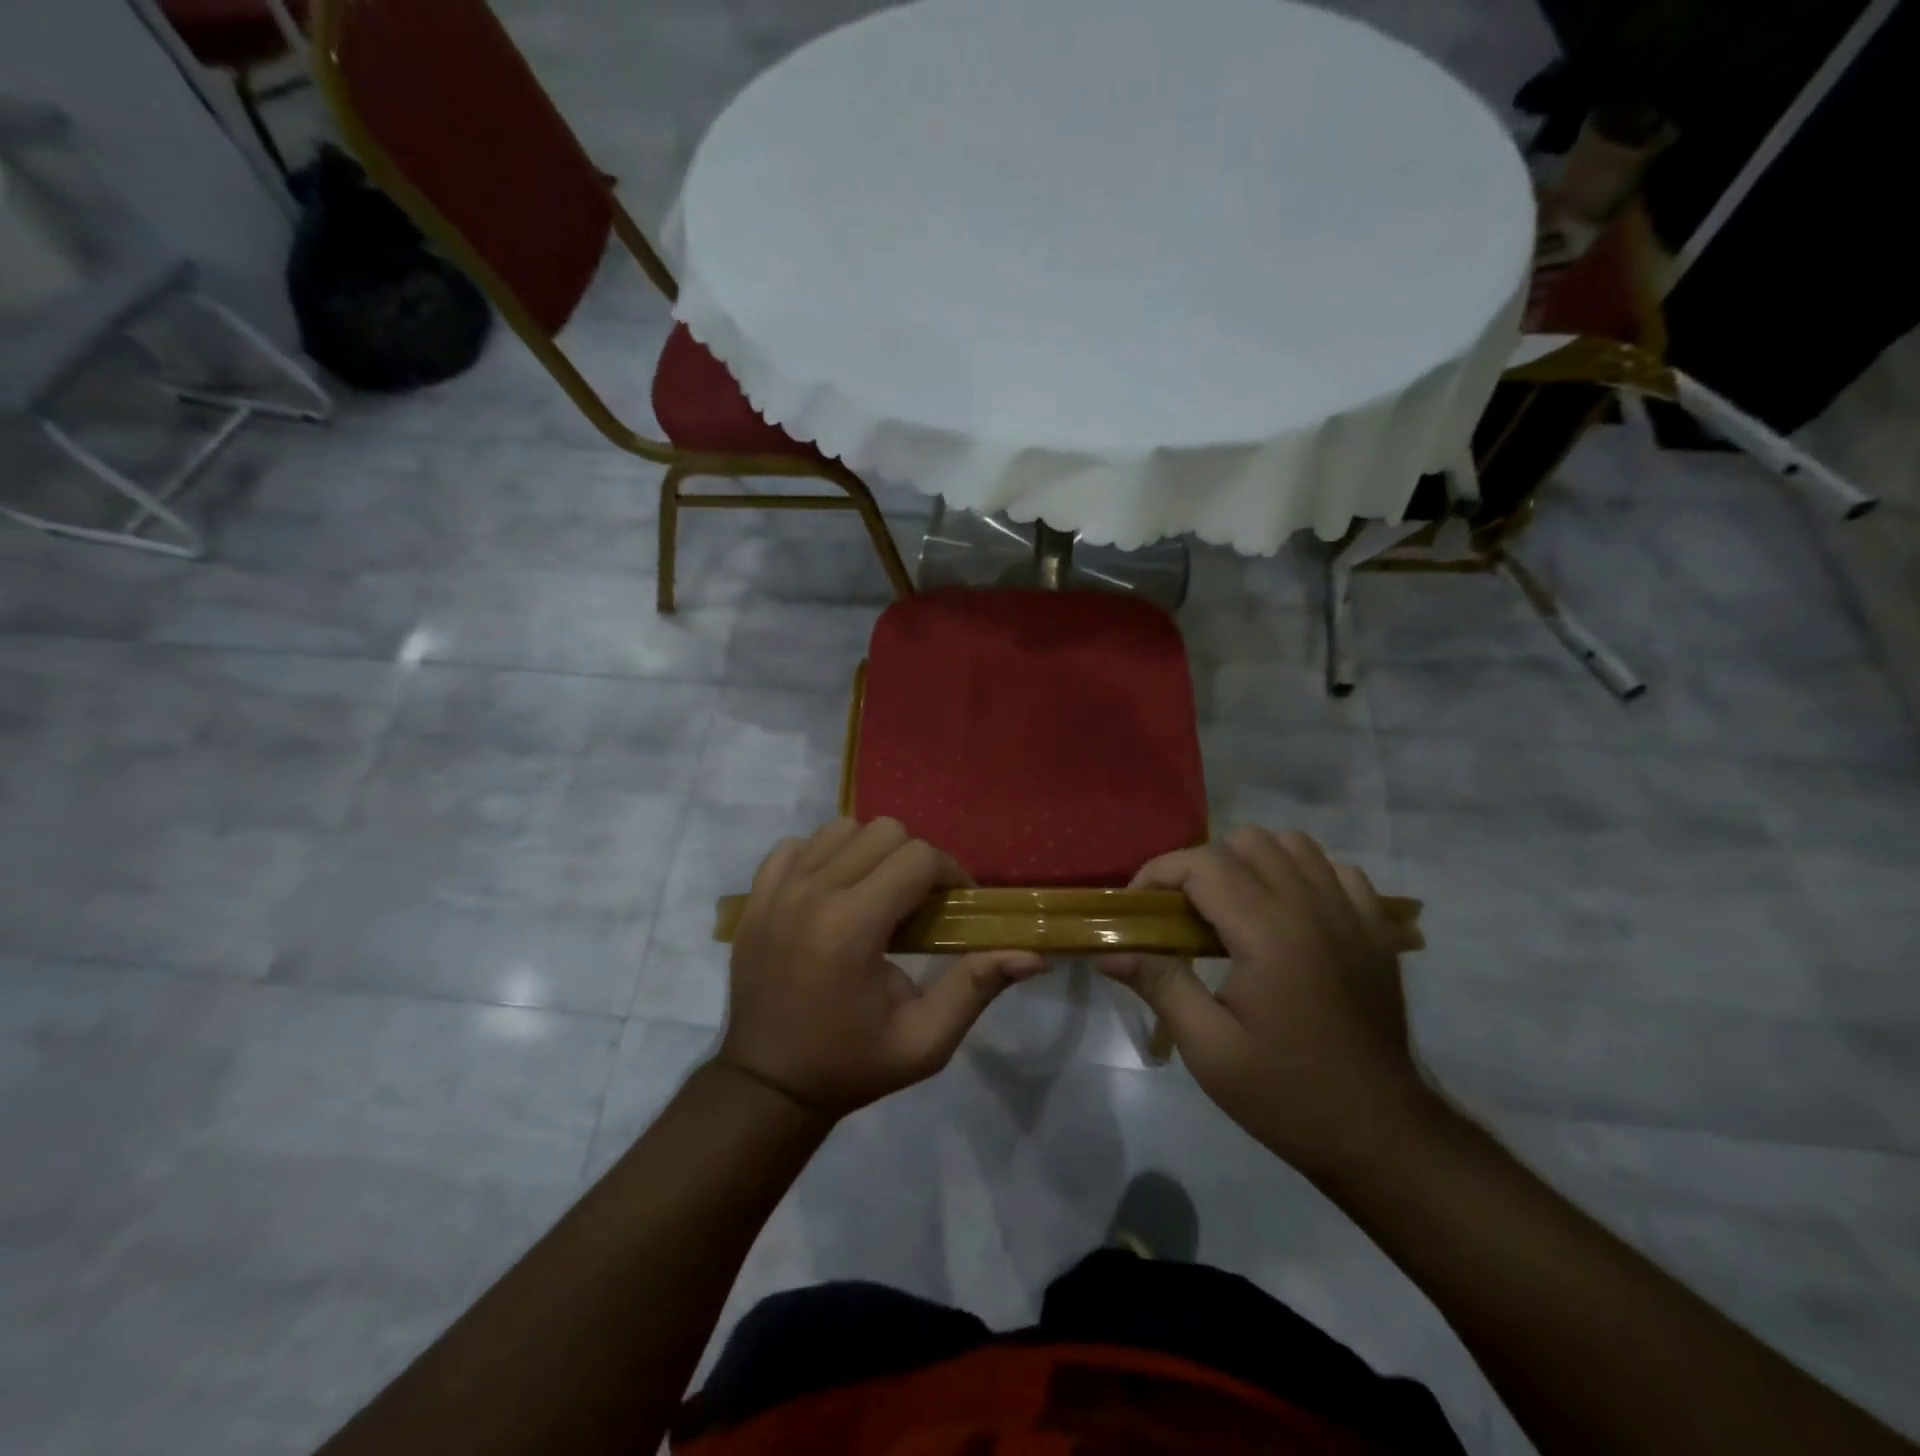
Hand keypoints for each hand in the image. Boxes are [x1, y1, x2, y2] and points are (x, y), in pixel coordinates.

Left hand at [719, 818, 1044, 1118]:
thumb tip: (1033, 954)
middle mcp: (812, 894)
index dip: (950, 874)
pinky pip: (797, 845)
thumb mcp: (925, 1040)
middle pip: (884, 832)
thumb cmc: (852, 1064)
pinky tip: (833, 893)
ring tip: (876, 895)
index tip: (955, 906)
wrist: (767, 1084)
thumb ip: (977, 987)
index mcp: (852, 927)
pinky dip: (823, 857)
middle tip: (919, 904)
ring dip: (870, 853)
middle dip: (915, 860)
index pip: (918, 858)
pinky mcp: (756, 895)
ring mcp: (777, 891)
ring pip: (841, 828)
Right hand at [1101, 827, 1436, 1179]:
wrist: (1381, 1134)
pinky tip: (1287, 913)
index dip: (1158, 873)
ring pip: (1292, 844)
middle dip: (1201, 865)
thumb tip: (1108, 950)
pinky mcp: (1375, 929)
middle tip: (1183, 913)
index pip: (1203, 864)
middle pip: (1246, 841)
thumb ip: (1159, 984)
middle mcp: (1311, 907)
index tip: (1138, 907)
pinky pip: (1335, 869)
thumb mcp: (1209, 1048)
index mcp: (1268, 932)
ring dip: (1252, 861)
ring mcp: (1350, 913)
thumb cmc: (1287, 1094)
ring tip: (1233, 906)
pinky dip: (1302, 874)